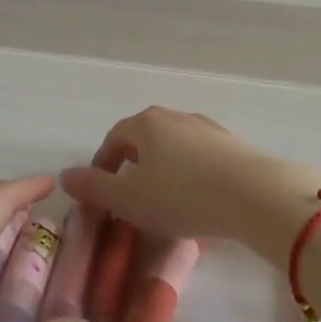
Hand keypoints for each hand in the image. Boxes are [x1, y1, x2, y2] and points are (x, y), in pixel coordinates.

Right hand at [59, 107, 320, 265]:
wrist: (255, 196)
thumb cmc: (181, 196)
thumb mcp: (128, 199)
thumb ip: (94, 188)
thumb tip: (65, 176)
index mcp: (146, 123)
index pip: (114, 138)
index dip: (103, 165)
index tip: (101, 193)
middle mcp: (176, 117)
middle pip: (145, 139)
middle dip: (134, 167)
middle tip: (131, 198)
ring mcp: (209, 129)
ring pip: (175, 149)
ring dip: (164, 172)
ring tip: (165, 203)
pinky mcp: (235, 147)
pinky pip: (202, 160)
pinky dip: (192, 177)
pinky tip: (199, 202)